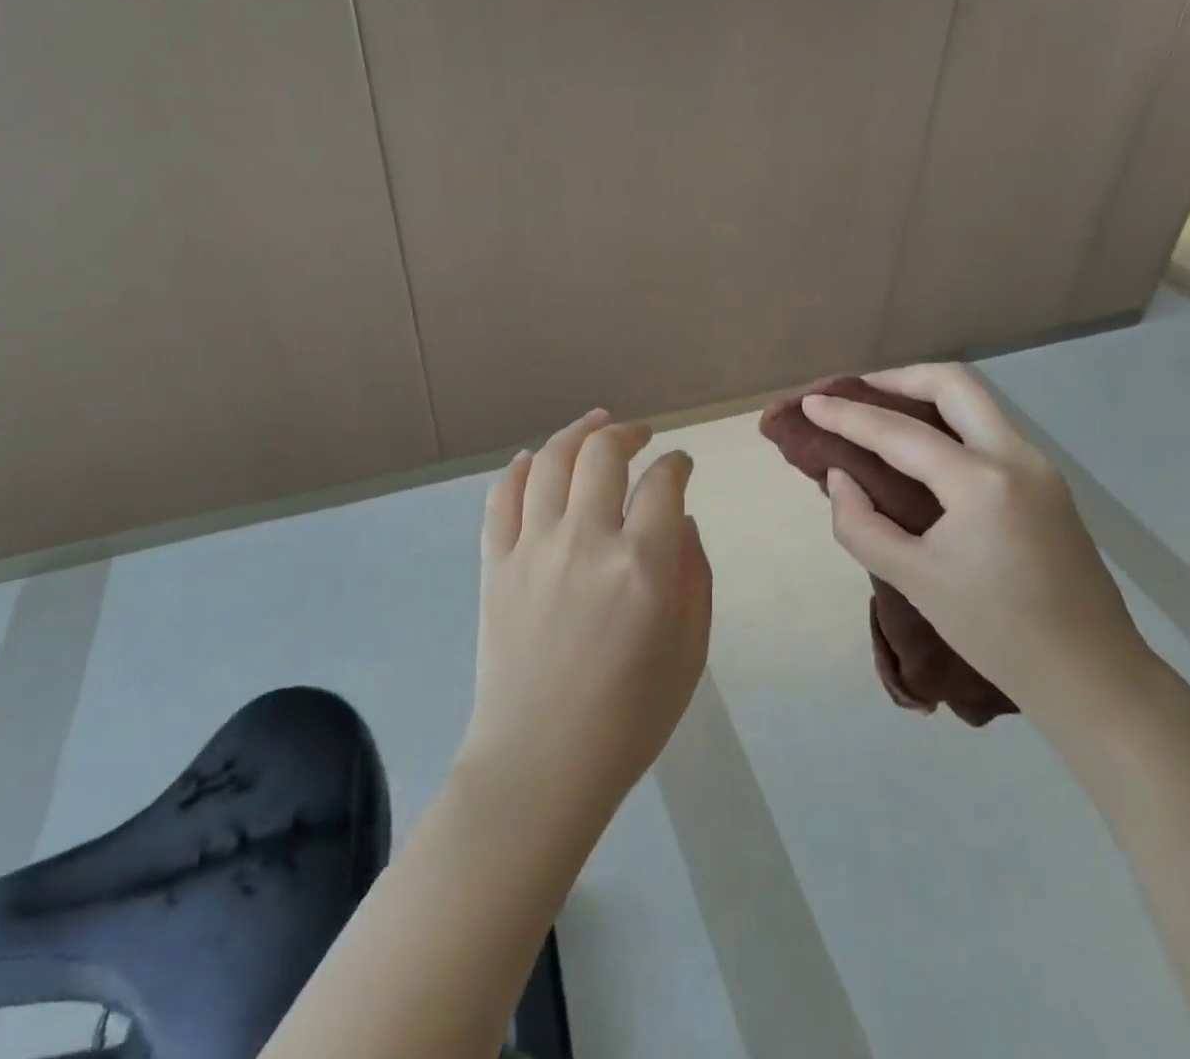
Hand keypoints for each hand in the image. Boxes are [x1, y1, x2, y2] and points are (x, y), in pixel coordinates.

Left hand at [463, 410, 713, 822]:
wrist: (540, 765)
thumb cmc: (628, 719)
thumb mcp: (689, 653)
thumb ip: (693, 577)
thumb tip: (681, 522)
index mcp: (642, 565)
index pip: (664, 483)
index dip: (677, 464)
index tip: (682, 464)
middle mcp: (586, 541)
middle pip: (603, 454)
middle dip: (628, 433)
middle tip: (640, 435)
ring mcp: (533, 548)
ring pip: (551, 461)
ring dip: (577, 433)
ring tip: (595, 424)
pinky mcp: (496, 564)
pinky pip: (502, 497)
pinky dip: (519, 468)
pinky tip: (533, 459)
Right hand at [802, 364, 1156, 728]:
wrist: (1092, 676)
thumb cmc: (997, 633)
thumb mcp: (914, 581)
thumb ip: (861, 524)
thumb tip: (840, 477)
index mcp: (981, 482)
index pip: (899, 432)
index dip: (847, 415)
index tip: (810, 402)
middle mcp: (1016, 456)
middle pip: (953, 384)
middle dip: (898, 379)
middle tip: (856, 393)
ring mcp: (1039, 467)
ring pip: (976, 403)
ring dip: (925, 397)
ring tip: (881, 415)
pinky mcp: (1047, 484)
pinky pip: (989, 431)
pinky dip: (948, 424)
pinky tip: (921, 451)